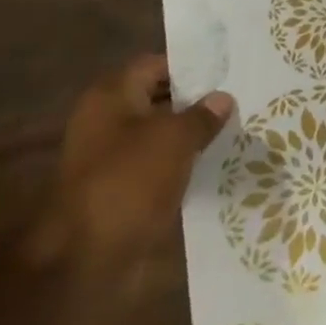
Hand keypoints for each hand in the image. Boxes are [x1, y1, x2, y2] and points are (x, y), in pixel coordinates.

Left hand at [33, 56, 233, 268]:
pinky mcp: (122, 189)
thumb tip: (222, 98)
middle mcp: (107, 121)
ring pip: (161, 133)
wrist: (85, 260)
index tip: (229, 70)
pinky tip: (216, 162)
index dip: (191, 66)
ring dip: (192, 133)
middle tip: (240, 98)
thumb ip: (202, 115)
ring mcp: (112, 157)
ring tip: (236, 128)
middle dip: (196, 100)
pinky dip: (183, 163)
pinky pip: (159, 164)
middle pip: (159, 98)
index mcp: (111, 97)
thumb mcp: (174, 139)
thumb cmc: (128, 182)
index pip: (155, 65)